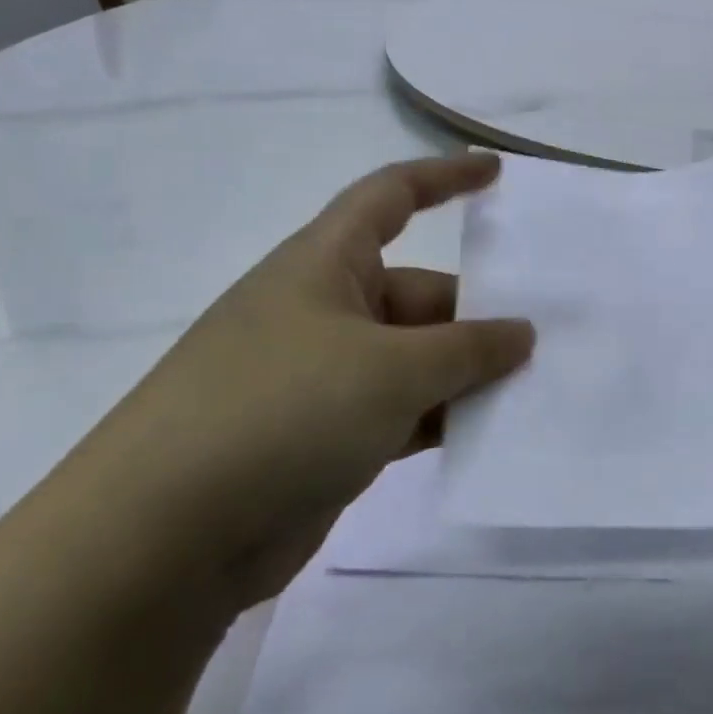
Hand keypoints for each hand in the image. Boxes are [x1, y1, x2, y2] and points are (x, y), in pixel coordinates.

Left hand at [66, 153, 533, 609]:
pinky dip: (443, 418)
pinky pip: (403, 411)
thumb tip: (522, 334)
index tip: (496, 174)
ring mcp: (325, 377)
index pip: (390, 197)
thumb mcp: (392, 369)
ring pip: (416, 359)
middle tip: (548, 339)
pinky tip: (491, 436)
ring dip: (467, 374)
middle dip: (479, 315)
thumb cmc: (282, 412)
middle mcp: (325, 311)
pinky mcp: (327, 436)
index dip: (443, 177)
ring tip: (535, 389)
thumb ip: (468, 348)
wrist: (164, 539)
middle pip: (420, 294)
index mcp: (325, 265)